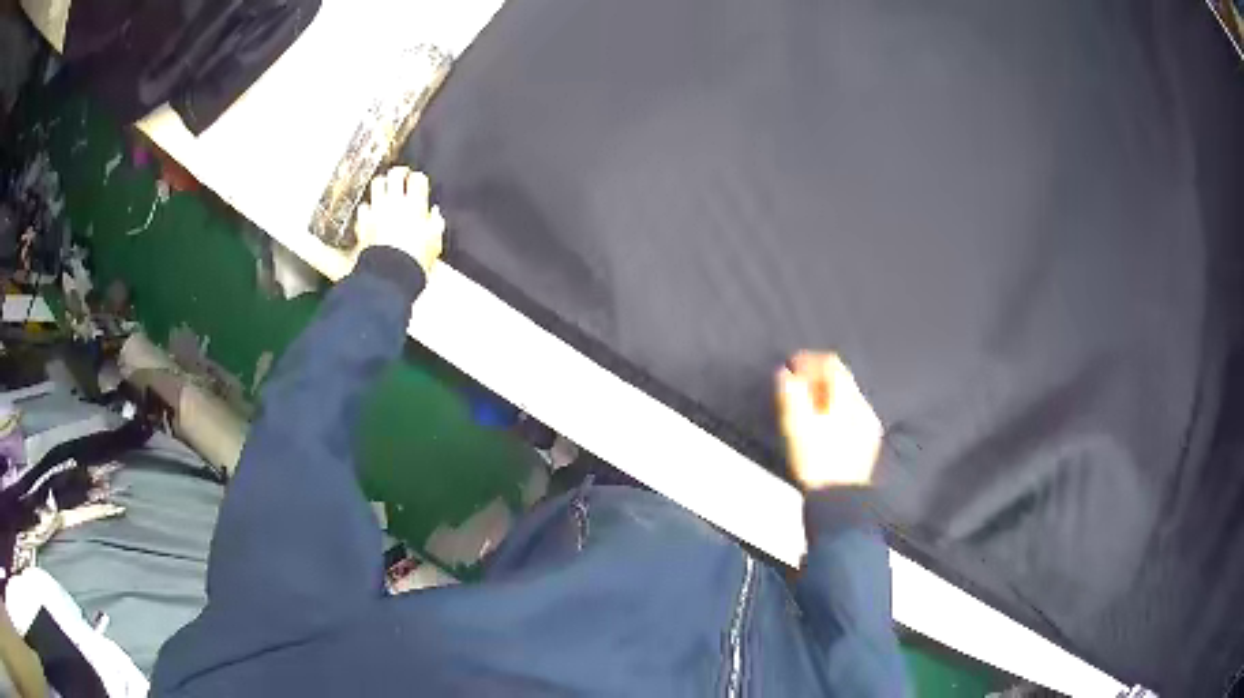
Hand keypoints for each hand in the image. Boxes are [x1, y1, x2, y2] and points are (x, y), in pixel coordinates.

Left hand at [354, 167, 445, 274]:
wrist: (390, 275)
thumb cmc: (416, 260)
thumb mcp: (434, 243)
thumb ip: (435, 224)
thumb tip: (434, 213)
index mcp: (416, 205)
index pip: (417, 179)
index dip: (418, 178)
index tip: (418, 183)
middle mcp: (395, 202)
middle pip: (395, 174)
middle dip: (399, 173)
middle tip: (401, 177)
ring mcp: (377, 210)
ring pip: (377, 183)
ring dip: (381, 184)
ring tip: (384, 189)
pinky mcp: (363, 222)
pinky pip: (363, 206)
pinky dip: (367, 207)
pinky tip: (370, 212)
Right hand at [776, 352, 882, 489]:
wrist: (840, 502)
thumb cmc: (816, 464)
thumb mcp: (796, 428)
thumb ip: (790, 396)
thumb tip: (785, 373)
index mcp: (847, 400)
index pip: (831, 364)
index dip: (808, 360)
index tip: (790, 366)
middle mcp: (863, 407)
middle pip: (842, 378)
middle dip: (817, 376)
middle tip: (796, 384)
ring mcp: (869, 425)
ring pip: (847, 396)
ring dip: (826, 393)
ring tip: (806, 404)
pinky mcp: (868, 442)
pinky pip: (852, 414)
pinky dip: (836, 410)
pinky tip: (823, 425)